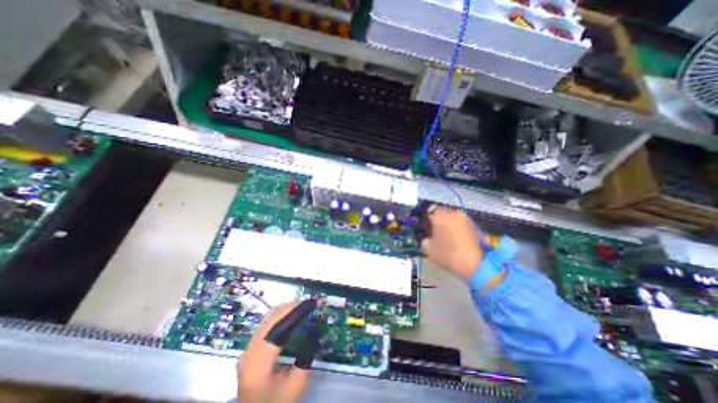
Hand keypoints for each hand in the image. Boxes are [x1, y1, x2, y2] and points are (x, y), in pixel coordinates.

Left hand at [239, 302, 309, 401]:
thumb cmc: (276, 402)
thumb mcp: (296, 385)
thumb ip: (306, 358)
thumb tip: (315, 333)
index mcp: (259, 362)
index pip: (277, 327)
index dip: (294, 311)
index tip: (310, 304)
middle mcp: (249, 351)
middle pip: (270, 319)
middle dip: (290, 307)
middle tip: (308, 304)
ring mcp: (247, 349)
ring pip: (267, 319)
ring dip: (285, 311)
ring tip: (301, 308)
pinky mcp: (249, 349)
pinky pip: (265, 325)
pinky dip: (279, 317)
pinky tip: (289, 317)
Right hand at [422, 206, 481, 278]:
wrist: (474, 264)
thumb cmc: (447, 254)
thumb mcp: (428, 249)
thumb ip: (425, 239)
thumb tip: (427, 238)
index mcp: (440, 216)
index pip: (431, 209)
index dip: (428, 218)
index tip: (427, 226)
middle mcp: (453, 213)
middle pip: (443, 213)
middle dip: (439, 220)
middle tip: (437, 232)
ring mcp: (466, 219)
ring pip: (453, 218)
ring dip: (450, 224)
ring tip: (449, 237)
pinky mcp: (475, 225)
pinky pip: (462, 224)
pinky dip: (459, 229)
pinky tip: (458, 240)